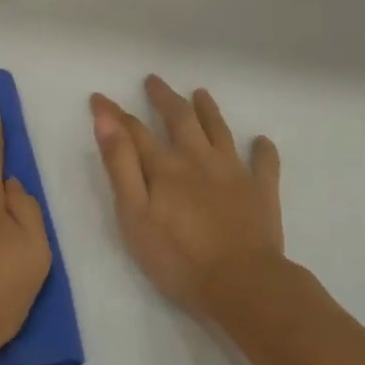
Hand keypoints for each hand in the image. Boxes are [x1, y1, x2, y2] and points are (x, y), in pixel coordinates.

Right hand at [90, 77, 283, 317]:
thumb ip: (120, 165)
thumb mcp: (135, 215)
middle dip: (164, 98)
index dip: (114, 114)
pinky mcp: (261, 191)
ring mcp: (234, 172)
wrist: (242, 284)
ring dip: (209, 110)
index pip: (134, 131)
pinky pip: (264, 164)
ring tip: (201, 93)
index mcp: (165, 166)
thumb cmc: (178, 257)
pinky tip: (261, 141)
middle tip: (154, 81)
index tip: (99, 98)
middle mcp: (199, 159)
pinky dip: (262, 150)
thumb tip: (106, 120)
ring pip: (219, 131)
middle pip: (180, 119)